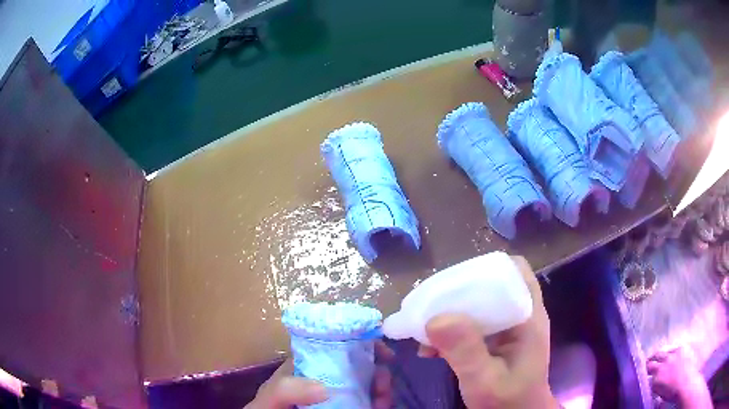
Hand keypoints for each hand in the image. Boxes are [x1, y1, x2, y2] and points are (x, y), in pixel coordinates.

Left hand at [245, 341, 393, 408]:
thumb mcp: (271, 396)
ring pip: (368, 384)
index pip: (337, 345)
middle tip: (384, 384)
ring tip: (384, 400)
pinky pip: (369, 401)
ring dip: (382, 388)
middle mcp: (326, 376)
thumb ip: (286, 389)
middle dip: (378, 371)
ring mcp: (338, 394)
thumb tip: (325, 388)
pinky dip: (380, 401)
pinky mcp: (347, 405)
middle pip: (360, 366)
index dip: (363, 345)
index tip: (384, 353)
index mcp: (308, 364)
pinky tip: (381, 406)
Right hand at [418, 256, 558, 408]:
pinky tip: (431, 348)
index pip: (514, 272)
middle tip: (428, 308)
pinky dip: (451, 331)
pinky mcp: (496, 342)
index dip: (486, 270)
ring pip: (479, 305)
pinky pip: (472, 326)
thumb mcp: (484, 380)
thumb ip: (466, 352)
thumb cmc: (507, 401)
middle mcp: (520, 316)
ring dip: (450, 314)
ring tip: (424, 330)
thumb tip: (436, 318)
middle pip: (491, 286)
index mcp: (528, 317)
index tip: (453, 284)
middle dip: (457, 294)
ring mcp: (508, 330)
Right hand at [648, 347, 711, 407]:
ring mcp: (674, 353)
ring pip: (665, 350)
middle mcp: (664, 362)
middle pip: (656, 356)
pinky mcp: (682, 348)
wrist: (686, 383)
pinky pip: (675, 348)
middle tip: (650, 361)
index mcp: (657, 375)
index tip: (646, 370)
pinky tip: (673, 356)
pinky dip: (672, 352)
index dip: (647, 368)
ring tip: (661, 357)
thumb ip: (655, 385)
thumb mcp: (660, 393)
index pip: (649, 367)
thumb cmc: (672, 393)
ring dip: (662, 354)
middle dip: (652, 359)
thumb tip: (652, 380)